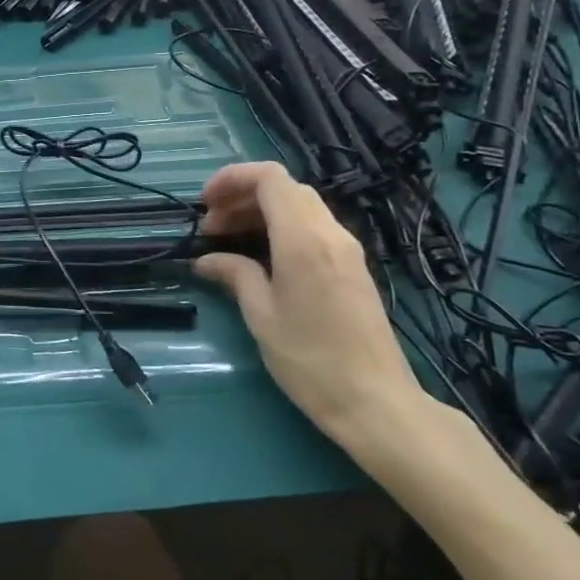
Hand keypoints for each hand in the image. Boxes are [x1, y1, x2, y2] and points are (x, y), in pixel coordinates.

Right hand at [193, 162, 426, 444]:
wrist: (375, 401)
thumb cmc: (310, 360)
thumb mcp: (261, 316)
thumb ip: (235, 275)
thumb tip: (208, 260)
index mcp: (303, 239)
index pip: (269, 178)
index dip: (232, 178)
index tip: (204, 204)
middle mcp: (330, 233)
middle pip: (285, 188)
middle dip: (242, 197)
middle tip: (211, 229)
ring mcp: (346, 249)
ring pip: (300, 206)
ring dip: (261, 212)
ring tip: (229, 242)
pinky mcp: (352, 267)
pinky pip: (313, 227)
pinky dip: (281, 228)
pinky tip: (261, 258)